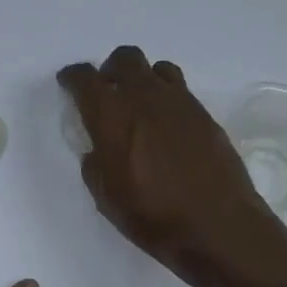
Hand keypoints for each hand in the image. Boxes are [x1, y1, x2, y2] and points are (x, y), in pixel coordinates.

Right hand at [58, 46, 283, 286]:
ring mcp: (181, 103)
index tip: (69, 83)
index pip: (85, 79)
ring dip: (143, 80)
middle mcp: (146, 97)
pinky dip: (167, 99)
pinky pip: (181, 92)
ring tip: (141, 107)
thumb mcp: (107, 197)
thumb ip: (96, 164)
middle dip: (111, 71)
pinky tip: (167, 128)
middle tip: (107, 93)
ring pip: (157, 70)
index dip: (73, 78)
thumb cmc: (152, 217)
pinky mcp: (206, 116)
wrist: (217, 226)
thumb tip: (99, 149)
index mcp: (112, 116)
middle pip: (125, 59)